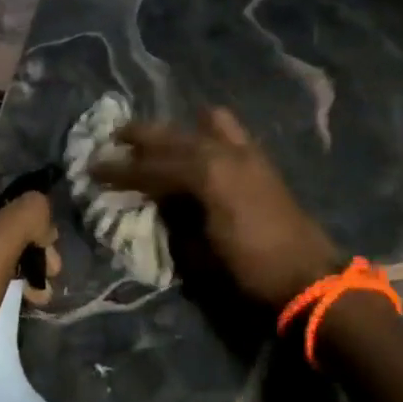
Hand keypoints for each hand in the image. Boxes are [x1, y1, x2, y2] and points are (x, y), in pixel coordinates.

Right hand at [94, 107, 340, 308]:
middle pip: (175, 137)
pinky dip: (207, 131)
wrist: (309, 276)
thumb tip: (159, 204)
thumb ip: (175, 221)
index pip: (152, 168)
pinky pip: (229, 132)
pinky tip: (197, 139)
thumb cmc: (250, 270)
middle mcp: (225, 153)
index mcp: (206, 175)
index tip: (93, 168)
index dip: (120, 170)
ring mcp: (247, 153)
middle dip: (142, 136)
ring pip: (205, 125)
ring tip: (158, 135)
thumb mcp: (200, 253)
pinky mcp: (262, 161)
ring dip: (177, 130)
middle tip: (115, 135)